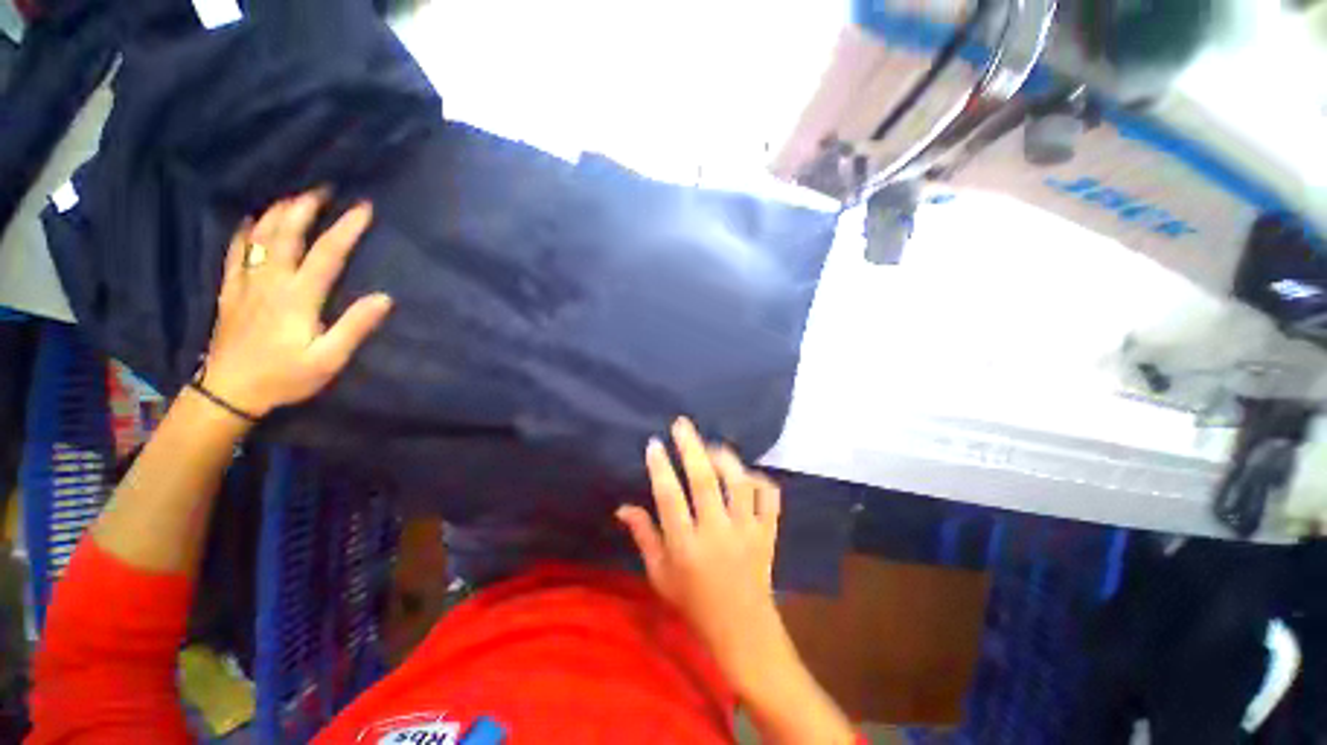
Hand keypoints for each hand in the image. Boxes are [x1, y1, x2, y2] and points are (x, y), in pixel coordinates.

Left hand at [201, 189, 392, 417]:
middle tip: (322, 188)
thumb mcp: (329, 359)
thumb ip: (355, 327)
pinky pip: (235, 252)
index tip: (364, 207)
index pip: (326, 253)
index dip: (346, 228)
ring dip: (278, 212)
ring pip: (259, 237)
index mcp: (297, 297)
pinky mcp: (230, 291)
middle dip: (305, 207)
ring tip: (293, 196)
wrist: (228, 393)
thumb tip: (385, 298)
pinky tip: (252, 221)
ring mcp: (245, 283)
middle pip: (286, 234)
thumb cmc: (284, 377)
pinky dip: (244, 232)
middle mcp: (270, 281)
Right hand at [616, 417, 783, 679]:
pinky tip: (747, 475)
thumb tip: (623, 506)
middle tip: (681, 424)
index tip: (654, 444)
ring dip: (725, 458)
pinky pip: (770, 497)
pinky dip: (760, 480)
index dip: (660, 467)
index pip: (669, 498)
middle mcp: (717, 533)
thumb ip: (643, 536)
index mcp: (686, 547)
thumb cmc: (694, 603)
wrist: (742, 630)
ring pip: (739, 483)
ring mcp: (748, 531)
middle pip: (705, 481)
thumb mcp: (660, 575)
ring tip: (712, 446)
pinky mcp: (769, 533)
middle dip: (691, 447)